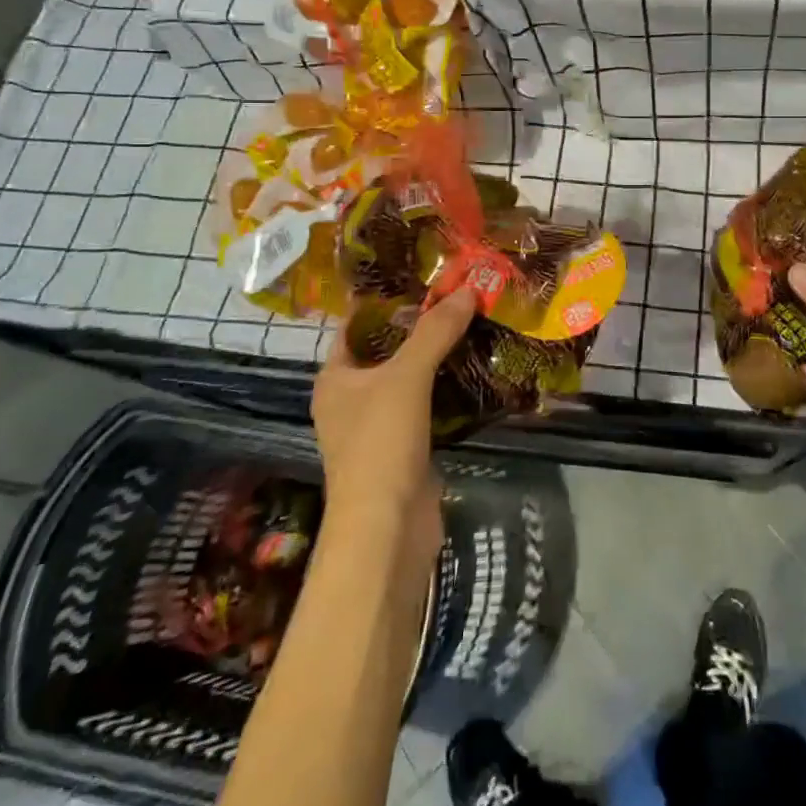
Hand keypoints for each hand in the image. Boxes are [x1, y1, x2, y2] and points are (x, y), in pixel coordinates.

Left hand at [315, 288, 476, 554]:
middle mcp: (350, 400)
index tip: (418, 277)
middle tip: (454, 295)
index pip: (354, 327)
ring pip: (407, 378)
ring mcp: (377, 426)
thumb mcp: (407, 376)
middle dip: (416, 325)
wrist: (388, 527)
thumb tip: (468, 289)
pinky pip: (424, 404)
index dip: (382, 301)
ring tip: (469, 322)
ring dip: (433, 356)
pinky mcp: (404, 448)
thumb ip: (435, 332)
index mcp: (335, 379)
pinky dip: (444, 387)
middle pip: (384, 350)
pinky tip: (471, 368)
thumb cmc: (381, 443)